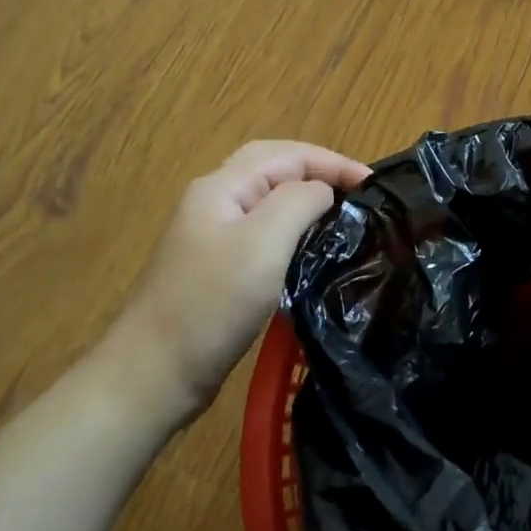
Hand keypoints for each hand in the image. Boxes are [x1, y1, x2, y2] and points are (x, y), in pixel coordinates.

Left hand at [107, 140, 369, 419]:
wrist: (155, 375)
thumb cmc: (212, 304)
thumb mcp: (263, 242)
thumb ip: (299, 201)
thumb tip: (324, 192)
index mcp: (223, 187)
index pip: (287, 155)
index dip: (333, 162)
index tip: (375, 184)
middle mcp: (216, 202)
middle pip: (275, 169)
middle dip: (320, 171)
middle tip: (360, 192)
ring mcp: (215, 237)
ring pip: (270, 201)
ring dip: (308, 199)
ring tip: (344, 215)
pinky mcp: (220, 269)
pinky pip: (265, 233)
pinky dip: (295, 229)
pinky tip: (313, 249)